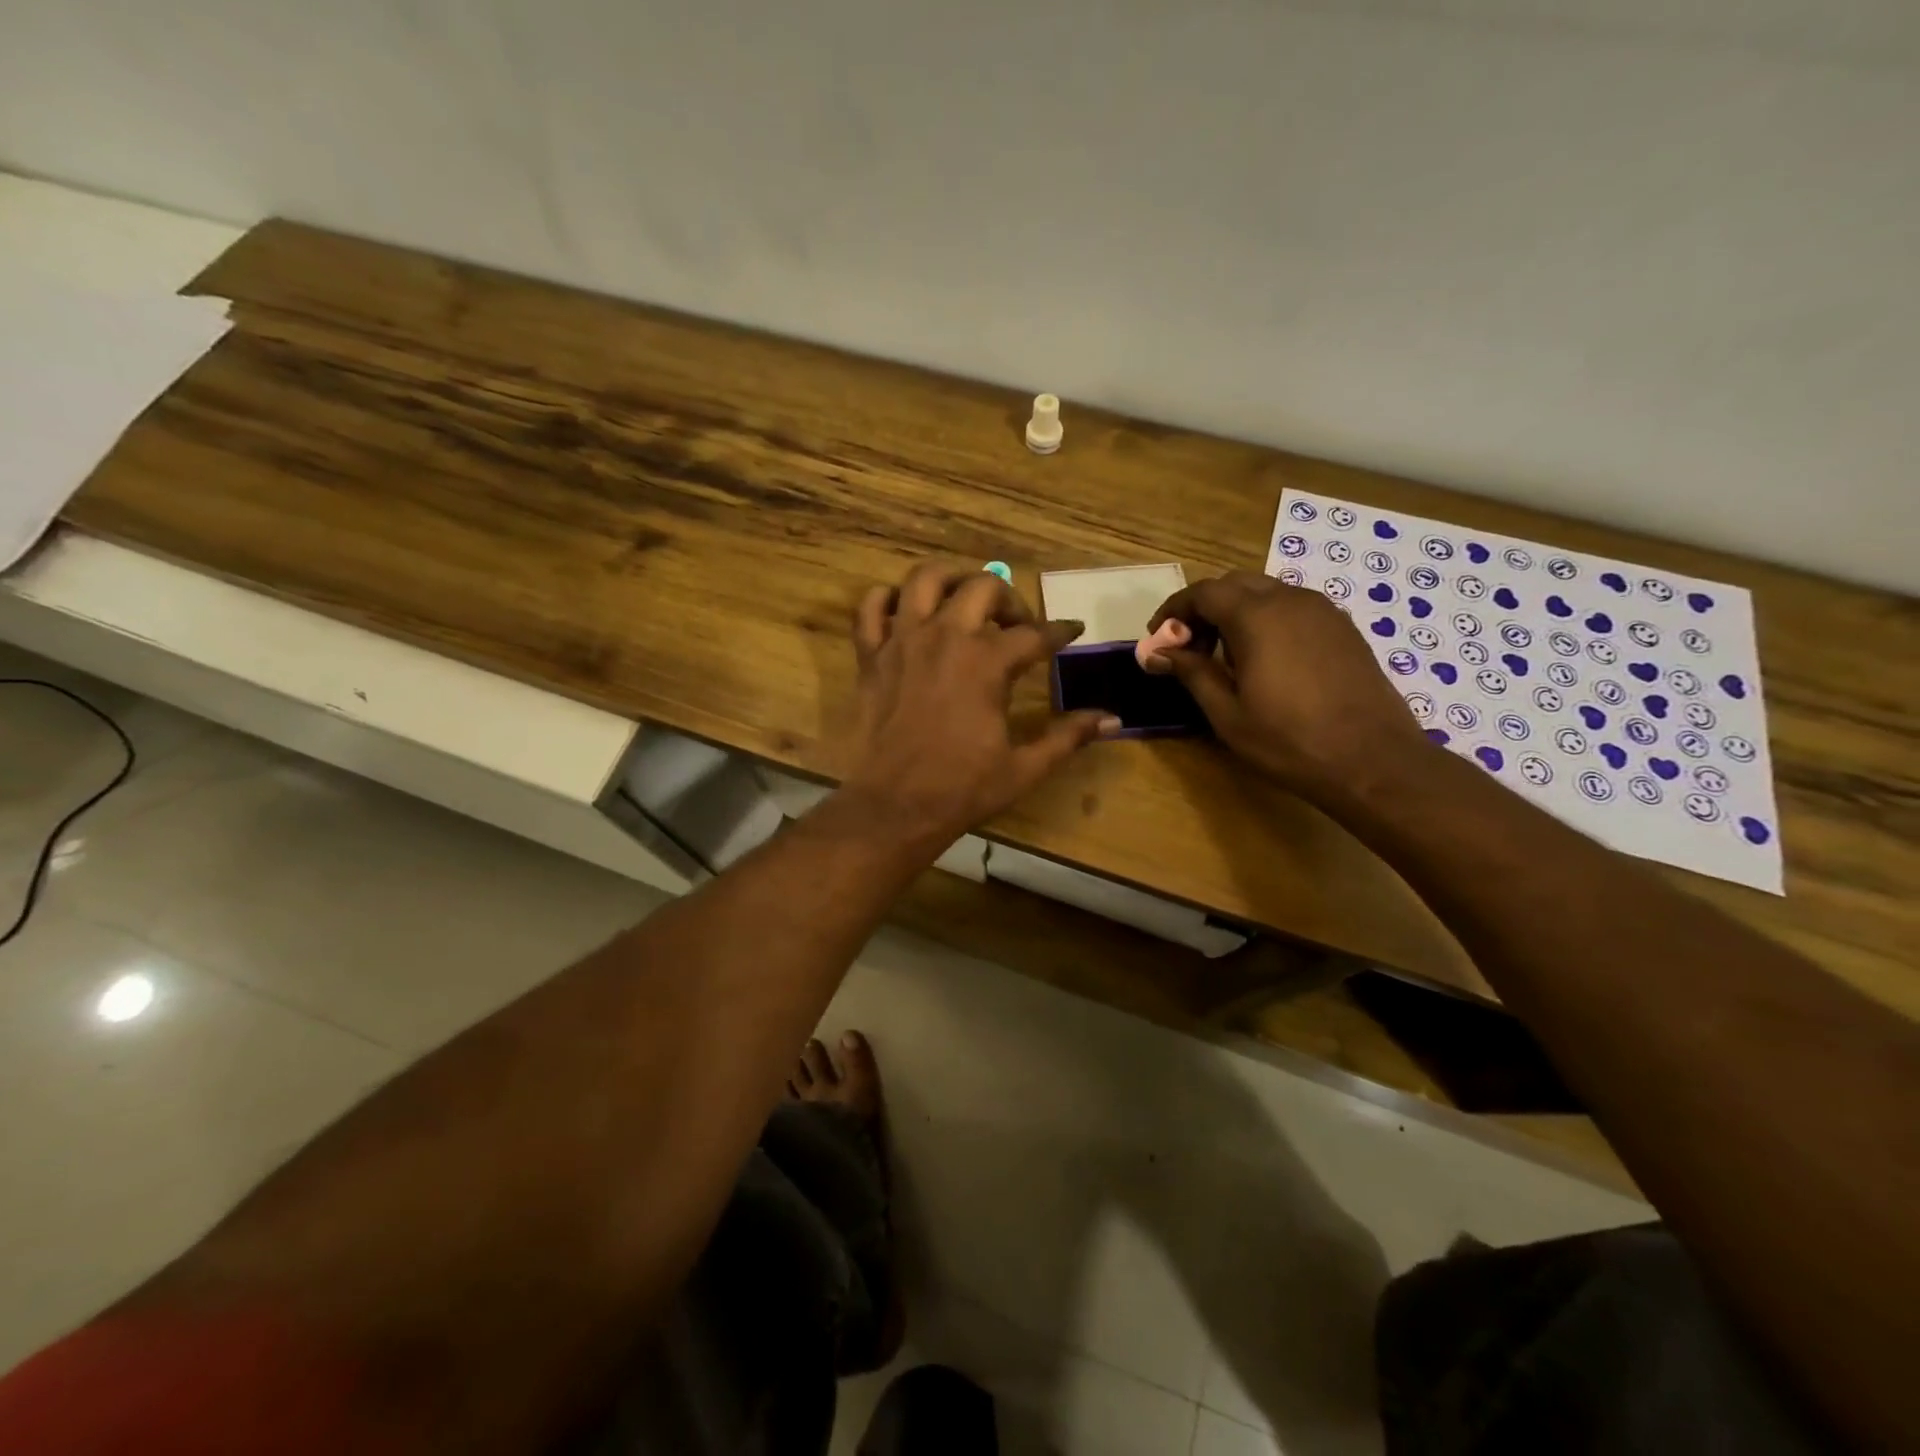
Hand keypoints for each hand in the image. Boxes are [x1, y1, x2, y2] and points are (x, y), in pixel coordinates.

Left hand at [838, 563, 1116, 845]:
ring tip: (964, 598)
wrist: (893, 806)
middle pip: (983, 588)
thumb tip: (1112, 719)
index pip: (1035, 634)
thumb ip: (1067, 737)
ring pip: (925, 579)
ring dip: (951, 579)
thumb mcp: (1024, 768)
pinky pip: (871, 607)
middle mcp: (946, 638)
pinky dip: (887, 599)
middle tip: (1016, 624)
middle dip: (1009, 599)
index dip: (1060, 632)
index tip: (1073, 630)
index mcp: (987, 663)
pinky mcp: (871, 656)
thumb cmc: (961, 789)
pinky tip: (904, 611)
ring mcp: (903, 641)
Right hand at [1149, 571, 1429, 798]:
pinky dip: (1267, 621)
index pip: (1203, 593)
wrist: (1373, 760)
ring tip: (1224, 657)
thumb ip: (1191, 672)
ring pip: (1266, 593)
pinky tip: (1264, 661)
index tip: (1157, 639)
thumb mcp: (1227, 713)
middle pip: (1234, 585)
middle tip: (1188, 649)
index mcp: (1257, 616)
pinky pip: (1293, 608)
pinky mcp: (1343, 628)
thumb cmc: (1289, 740)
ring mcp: (1323, 611)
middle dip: (1204, 609)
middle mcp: (1291, 599)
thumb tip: (1156, 652)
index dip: (1174, 611)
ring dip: (1235, 614)